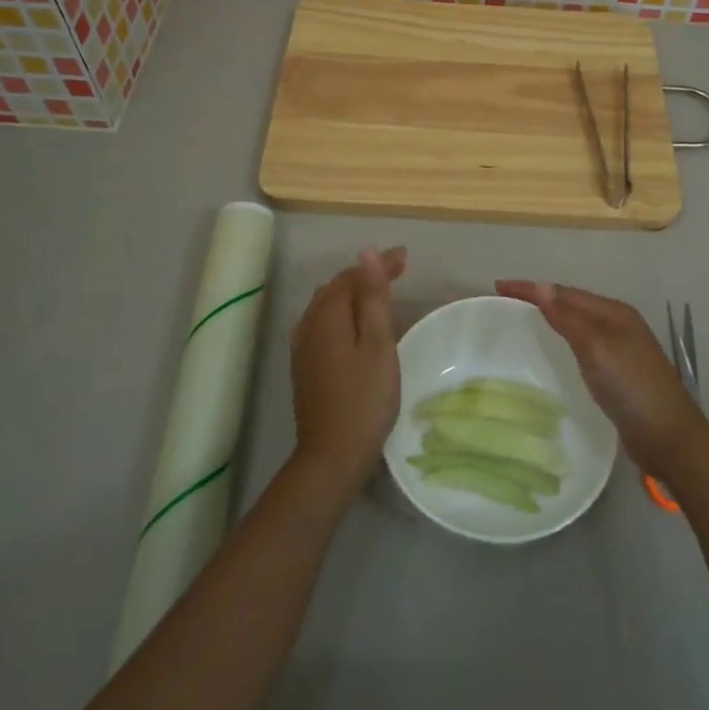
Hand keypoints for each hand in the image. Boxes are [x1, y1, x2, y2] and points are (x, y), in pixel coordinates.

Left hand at [288, 247, 407, 497]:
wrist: (332, 455)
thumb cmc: (364, 398)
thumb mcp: (378, 344)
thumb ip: (372, 298)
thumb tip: (366, 255)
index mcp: (327, 314)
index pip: (354, 275)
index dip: (380, 264)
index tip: (406, 258)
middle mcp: (308, 323)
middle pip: (338, 287)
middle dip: (366, 275)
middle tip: (397, 271)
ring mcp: (302, 346)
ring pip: (327, 305)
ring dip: (353, 293)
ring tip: (379, 292)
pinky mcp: (304, 365)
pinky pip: (323, 323)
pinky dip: (342, 313)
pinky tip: (353, 324)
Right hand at [495, 281, 708, 480]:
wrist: (670, 439)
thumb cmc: (632, 388)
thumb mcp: (596, 348)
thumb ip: (568, 318)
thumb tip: (542, 287)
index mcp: (614, 313)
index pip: (565, 292)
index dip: (532, 288)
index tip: (498, 286)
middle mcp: (619, 325)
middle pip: (573, 303)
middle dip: (541, 298)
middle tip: (507, 302)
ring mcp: (622, 350)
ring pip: (579, 324)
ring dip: (553, 318)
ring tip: (524, 321)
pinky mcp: (619, 374)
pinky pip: (584, 346)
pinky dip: (564, 340)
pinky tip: (554, 353)